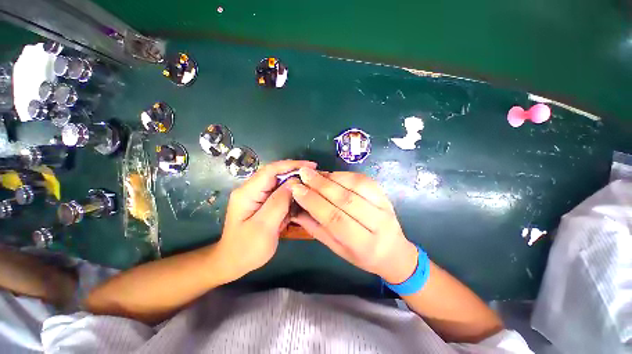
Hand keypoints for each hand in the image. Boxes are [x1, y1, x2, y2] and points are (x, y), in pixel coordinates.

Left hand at [218, 160, 316, 278]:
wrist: (233, 262)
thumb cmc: (246, 248)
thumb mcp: (264, 226)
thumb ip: (279, 202)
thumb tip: (294, 183)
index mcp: (247, 192)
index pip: (271, 170)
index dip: (291, 165)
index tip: (310, 166)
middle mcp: (251, 189)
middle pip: (276, 174)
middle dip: (295, 173)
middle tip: (314, 177)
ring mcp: (257, 196)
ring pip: (279, 183)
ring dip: (295, 183)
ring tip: (311, 186)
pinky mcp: (262, 202)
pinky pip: (279, 193)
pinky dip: (292, 193)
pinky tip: (301, 197)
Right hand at [290, 168, 417, 283]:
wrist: (394, 252)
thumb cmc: (362, 256)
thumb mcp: (337, 249)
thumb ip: (316, 228)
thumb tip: (296, 210)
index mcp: (363, 245)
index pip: (334, 218)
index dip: (314, 202)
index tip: (297, 189)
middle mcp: (377, 224)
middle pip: (345, 199)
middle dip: (321, 185)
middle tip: (303, 174)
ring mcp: (384, 206)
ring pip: (355, 186)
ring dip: (332, 177)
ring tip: (314, 173)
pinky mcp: (384, 195)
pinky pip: (363, 180)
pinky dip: (344, 175)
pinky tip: (331, 175)